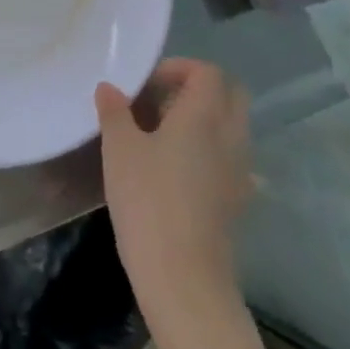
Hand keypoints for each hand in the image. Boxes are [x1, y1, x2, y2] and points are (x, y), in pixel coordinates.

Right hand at [96, 59, 252, 324]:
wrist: (184, 280)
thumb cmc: (148, 202)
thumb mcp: (119, 150)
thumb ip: (115, 112)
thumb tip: (109, 88)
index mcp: (205, 116)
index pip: (209, 72)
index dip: (179, 68)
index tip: (147, 82)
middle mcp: (231, 137)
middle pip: (230, 95)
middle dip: (197, 89)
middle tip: (158, 101)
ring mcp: (239, 172)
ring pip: (231, 127)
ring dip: (202, 120)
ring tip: (160, 135)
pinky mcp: (236, 201)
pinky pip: (228, 158)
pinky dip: (207, 151)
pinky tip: (174, 170)